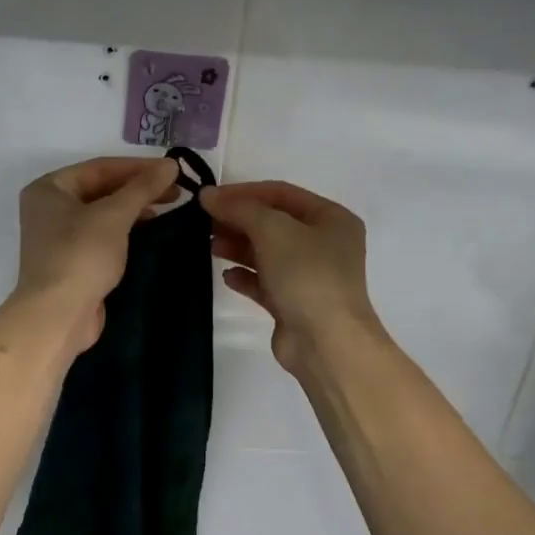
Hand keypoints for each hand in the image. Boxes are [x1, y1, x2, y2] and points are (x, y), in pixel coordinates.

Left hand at [14, 156, 181, 353]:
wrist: (58, 315)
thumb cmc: (81, 256)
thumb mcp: (114, 216)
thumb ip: (143, 188)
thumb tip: (171, 164)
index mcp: (49, 188)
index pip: (100, 168)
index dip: (138, 167)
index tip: (173, 170)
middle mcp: (49, 208)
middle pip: (101, 189)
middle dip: (138, 188)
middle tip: (176, 191)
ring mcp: (59, 237)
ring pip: (102, 213)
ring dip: (134, 209)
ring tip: (167, 208)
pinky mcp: (72, 261)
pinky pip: (102, 236)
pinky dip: (125, 230)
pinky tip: (149, 231)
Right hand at [201, 180, 381, 372]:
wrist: (326, 342)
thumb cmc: (306, 275)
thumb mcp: (273, 230)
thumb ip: (239, 208)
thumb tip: (208, 196)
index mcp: (331, 218)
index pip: (281, 193)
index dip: (243, 192)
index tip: (208, 198)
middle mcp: (324, 244)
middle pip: (273, 222)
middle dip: (238, 220)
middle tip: (203, 222)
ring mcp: (310, 276)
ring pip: (267, 252)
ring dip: (238, 247)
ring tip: (210, 246)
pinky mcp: (294, 303)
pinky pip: (265, 282)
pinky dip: (245, 276)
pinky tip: (227, 277)